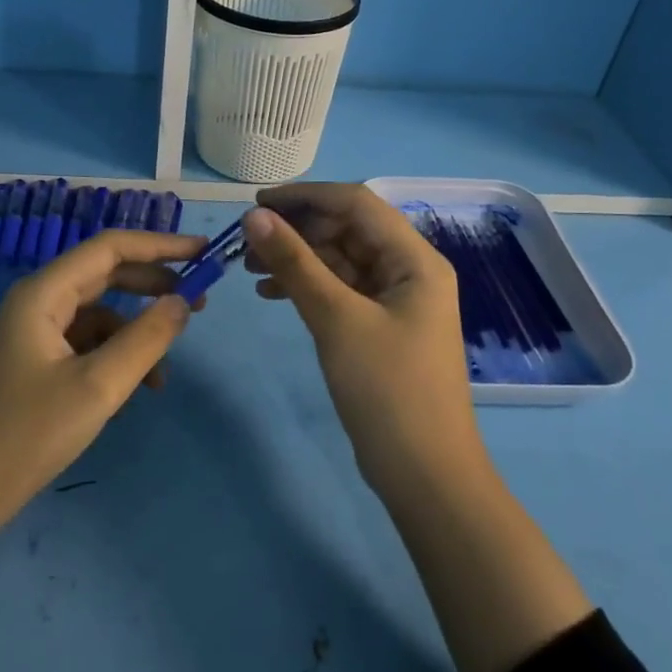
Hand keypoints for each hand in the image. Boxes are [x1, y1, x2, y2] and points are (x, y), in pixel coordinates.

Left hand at [0, 228, 205, 525]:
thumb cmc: (29, 434)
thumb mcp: (98, 386)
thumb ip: (146, 339)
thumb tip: (182, 302)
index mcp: (44, 293)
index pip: (110, 248)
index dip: (160, 245)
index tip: (204, 252)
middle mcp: (38, 302)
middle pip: (106, 275)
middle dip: (154, 286)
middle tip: (200, 302)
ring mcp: (34, 332)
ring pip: (99, 315)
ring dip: (135, 335)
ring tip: (163, 374)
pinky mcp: (36, 362)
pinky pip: (86, 344)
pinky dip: (114, 359)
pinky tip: (130, 394)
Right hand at [242, 184, 483, 498]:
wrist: (425, 475)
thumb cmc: (387, 390)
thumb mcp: (336, 319)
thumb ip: (295, 263)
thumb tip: (255, 216)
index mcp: (415, 259)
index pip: (356, 202)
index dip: (306, 196)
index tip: (256, 204)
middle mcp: (409, 270)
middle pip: (348, 229)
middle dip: (297, 230)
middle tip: (246, 243)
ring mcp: (396, 300)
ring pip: (340, 260)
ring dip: (298, 258)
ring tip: (249, 269)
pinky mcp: (381, 327)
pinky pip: (341, 290)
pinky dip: (308, 286)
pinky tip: (271, 294)